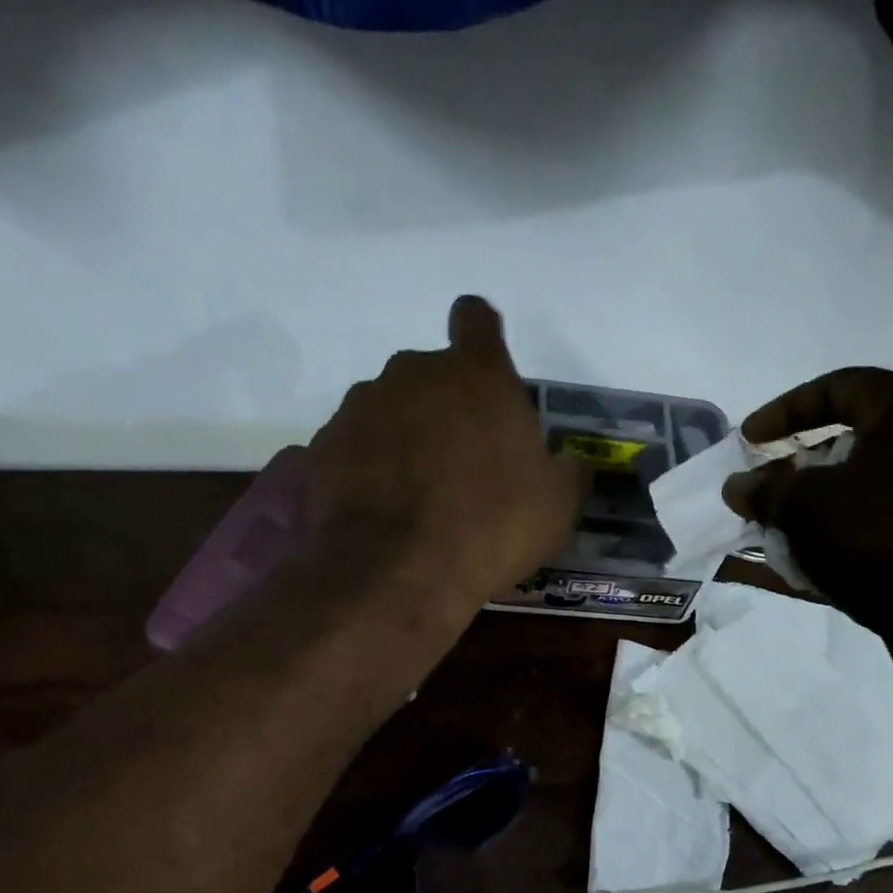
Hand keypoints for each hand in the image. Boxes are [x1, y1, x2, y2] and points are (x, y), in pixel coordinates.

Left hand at [306, 296, 585, 607]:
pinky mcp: (324, 447)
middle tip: (461, 463)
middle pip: (430, 373)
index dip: (482, 339)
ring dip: (404, 438)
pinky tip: (381, 511)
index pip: (476, 319)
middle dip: (445, 406)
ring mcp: (360, 408)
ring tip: (416, 496)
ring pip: (388, 409)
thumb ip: (567, 471)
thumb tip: (569, 466)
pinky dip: (368, 469)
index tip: (487, 378)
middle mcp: (412, 373)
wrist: (398, 573)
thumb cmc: (492, 527)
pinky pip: (354, 447)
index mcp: (477, 374)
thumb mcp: (558, 506)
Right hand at [722, 367, 892, 684]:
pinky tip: (802, 568)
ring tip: (774, 535)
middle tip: (763, 492)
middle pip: (853, 441)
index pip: (838, 387)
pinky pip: (882, 528)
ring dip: (813, 510)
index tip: (747, 441)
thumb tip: (738, 485)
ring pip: (864, 491)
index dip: (783, 411)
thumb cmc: (885, 540)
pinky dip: (841, 540)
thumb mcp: (806, 508)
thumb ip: (766, 491)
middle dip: (797, 469)